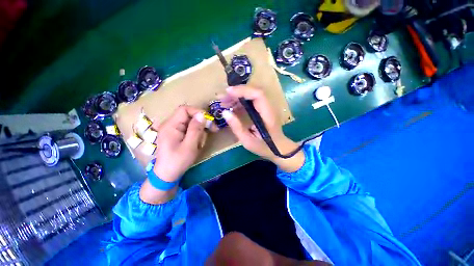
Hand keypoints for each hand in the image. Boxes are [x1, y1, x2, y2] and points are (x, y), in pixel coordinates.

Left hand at [140, 105, 216, 203]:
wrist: (166, 176)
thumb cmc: (177, 162)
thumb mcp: (189, 146)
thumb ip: (195, 129)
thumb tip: (202, 115)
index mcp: (170, 125)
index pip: (184, 109)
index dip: (198, 112)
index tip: (209, 121)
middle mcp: (170, 125)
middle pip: (188, 116)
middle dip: (201, 123)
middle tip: (213, 130)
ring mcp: (173, 130)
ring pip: (191, 123)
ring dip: (199, 131)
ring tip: (201, 143)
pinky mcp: (176, 135)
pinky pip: (189, 129)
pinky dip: (196, 134)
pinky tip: (197, 143)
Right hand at [220, 86, 304, 171]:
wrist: (278, 148)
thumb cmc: (264, 147)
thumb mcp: (248, 141)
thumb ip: (237, 127)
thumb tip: (225, 113)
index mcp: (268, 115)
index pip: (258, 94)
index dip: (243, 90)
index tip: (228, 92)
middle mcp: (269, 107)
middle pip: (254, 91)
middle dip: (237, 92)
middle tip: (222, 98)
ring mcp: (267, 107)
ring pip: (252, 94)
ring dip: (237, 96)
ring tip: (224, 102)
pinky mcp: (263, 109)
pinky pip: (251, 101)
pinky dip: (240, 102)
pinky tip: (231, 107)